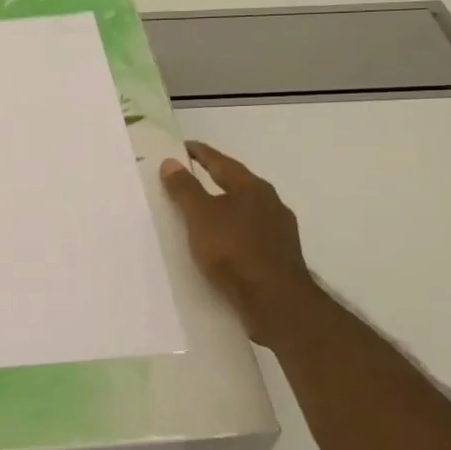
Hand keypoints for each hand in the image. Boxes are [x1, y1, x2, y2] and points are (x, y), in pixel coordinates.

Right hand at [159, 141, 319, 334]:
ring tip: (201, 213)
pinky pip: (249, 233)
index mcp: (252, 187)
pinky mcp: (279, 255)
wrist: (276, 302)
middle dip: (213, 179)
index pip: (220, 162)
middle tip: (188, 178)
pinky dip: (231, 231)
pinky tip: (221, 243)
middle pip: (236, 183)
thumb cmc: (234, 251)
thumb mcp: (200, 216)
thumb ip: (185, 189)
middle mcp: (270, 202)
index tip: (183, 147)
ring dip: (223, 207)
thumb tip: (171, 162)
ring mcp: (279, 230)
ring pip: (244, 210)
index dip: (200, 153)